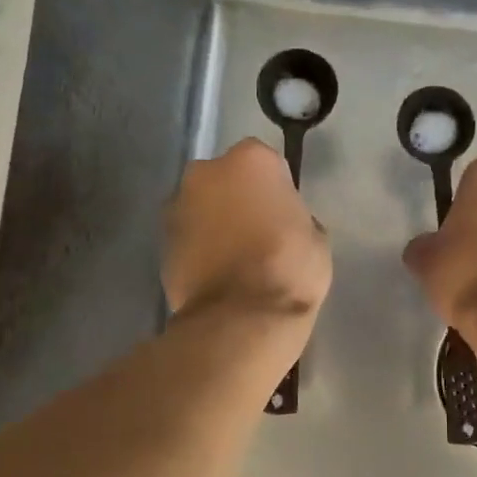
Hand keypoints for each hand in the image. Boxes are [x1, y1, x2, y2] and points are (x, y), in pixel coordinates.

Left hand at [165, 138, 331, 321]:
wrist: (240, 317)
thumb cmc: (289, 268)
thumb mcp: (316, 237)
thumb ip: (293, 215)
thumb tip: (281, 222)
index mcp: (250, 159)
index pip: (265, 163)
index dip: (275, 189)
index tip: (282, 215)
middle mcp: (206, 171)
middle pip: (225, 180)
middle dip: (236, 199)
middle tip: (257, 233)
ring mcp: (177, 205)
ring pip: (202, 207)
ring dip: (214, 223)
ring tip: (234, 259)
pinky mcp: (161, 241)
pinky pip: (188, 237)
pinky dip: (198, 248)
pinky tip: (216, 274)